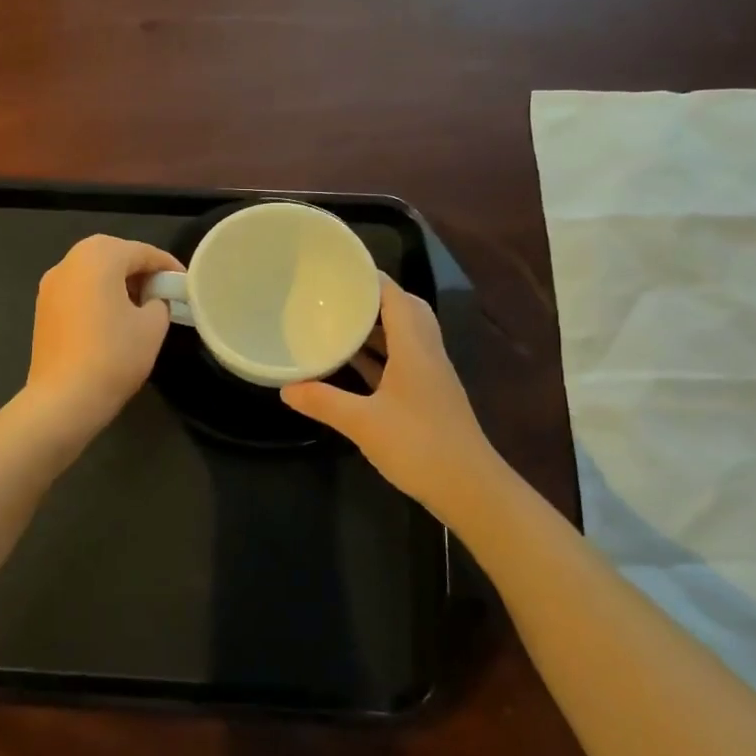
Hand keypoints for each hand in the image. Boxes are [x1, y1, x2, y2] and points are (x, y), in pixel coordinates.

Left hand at [25, 235, 182, 432]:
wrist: (64, 398)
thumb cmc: (114, 355)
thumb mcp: (153, 326)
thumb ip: (159, 302)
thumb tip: (152, 300)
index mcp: (99, 256)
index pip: (143, 252)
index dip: (168, 266)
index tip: (185, 283)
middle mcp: (69, 261)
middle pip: (114, 255)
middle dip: (141, 271)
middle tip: (163, 293)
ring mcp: (51, 285)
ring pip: (93, 272)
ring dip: (118, 283)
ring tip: (141, 307)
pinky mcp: (43, 308)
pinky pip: (78, 291)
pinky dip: (98, 296)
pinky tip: (113, 321)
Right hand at [282, 275, 501, 521]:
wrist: (470, 488)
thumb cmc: (418, 446)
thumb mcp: (363, 423)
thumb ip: (324, 402)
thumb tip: (286, 389)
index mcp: (414, 347)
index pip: (395, 296)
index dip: (371, 278)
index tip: (340, 267)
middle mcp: (426, 352)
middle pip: (404, 310)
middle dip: (373, 298)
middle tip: (338, 294)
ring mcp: (430, 375)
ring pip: (404, 336)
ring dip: (376, 326)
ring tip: (339, 320)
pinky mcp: (428, 396)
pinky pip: (402, 360)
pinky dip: (379, 354)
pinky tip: (353, 364)